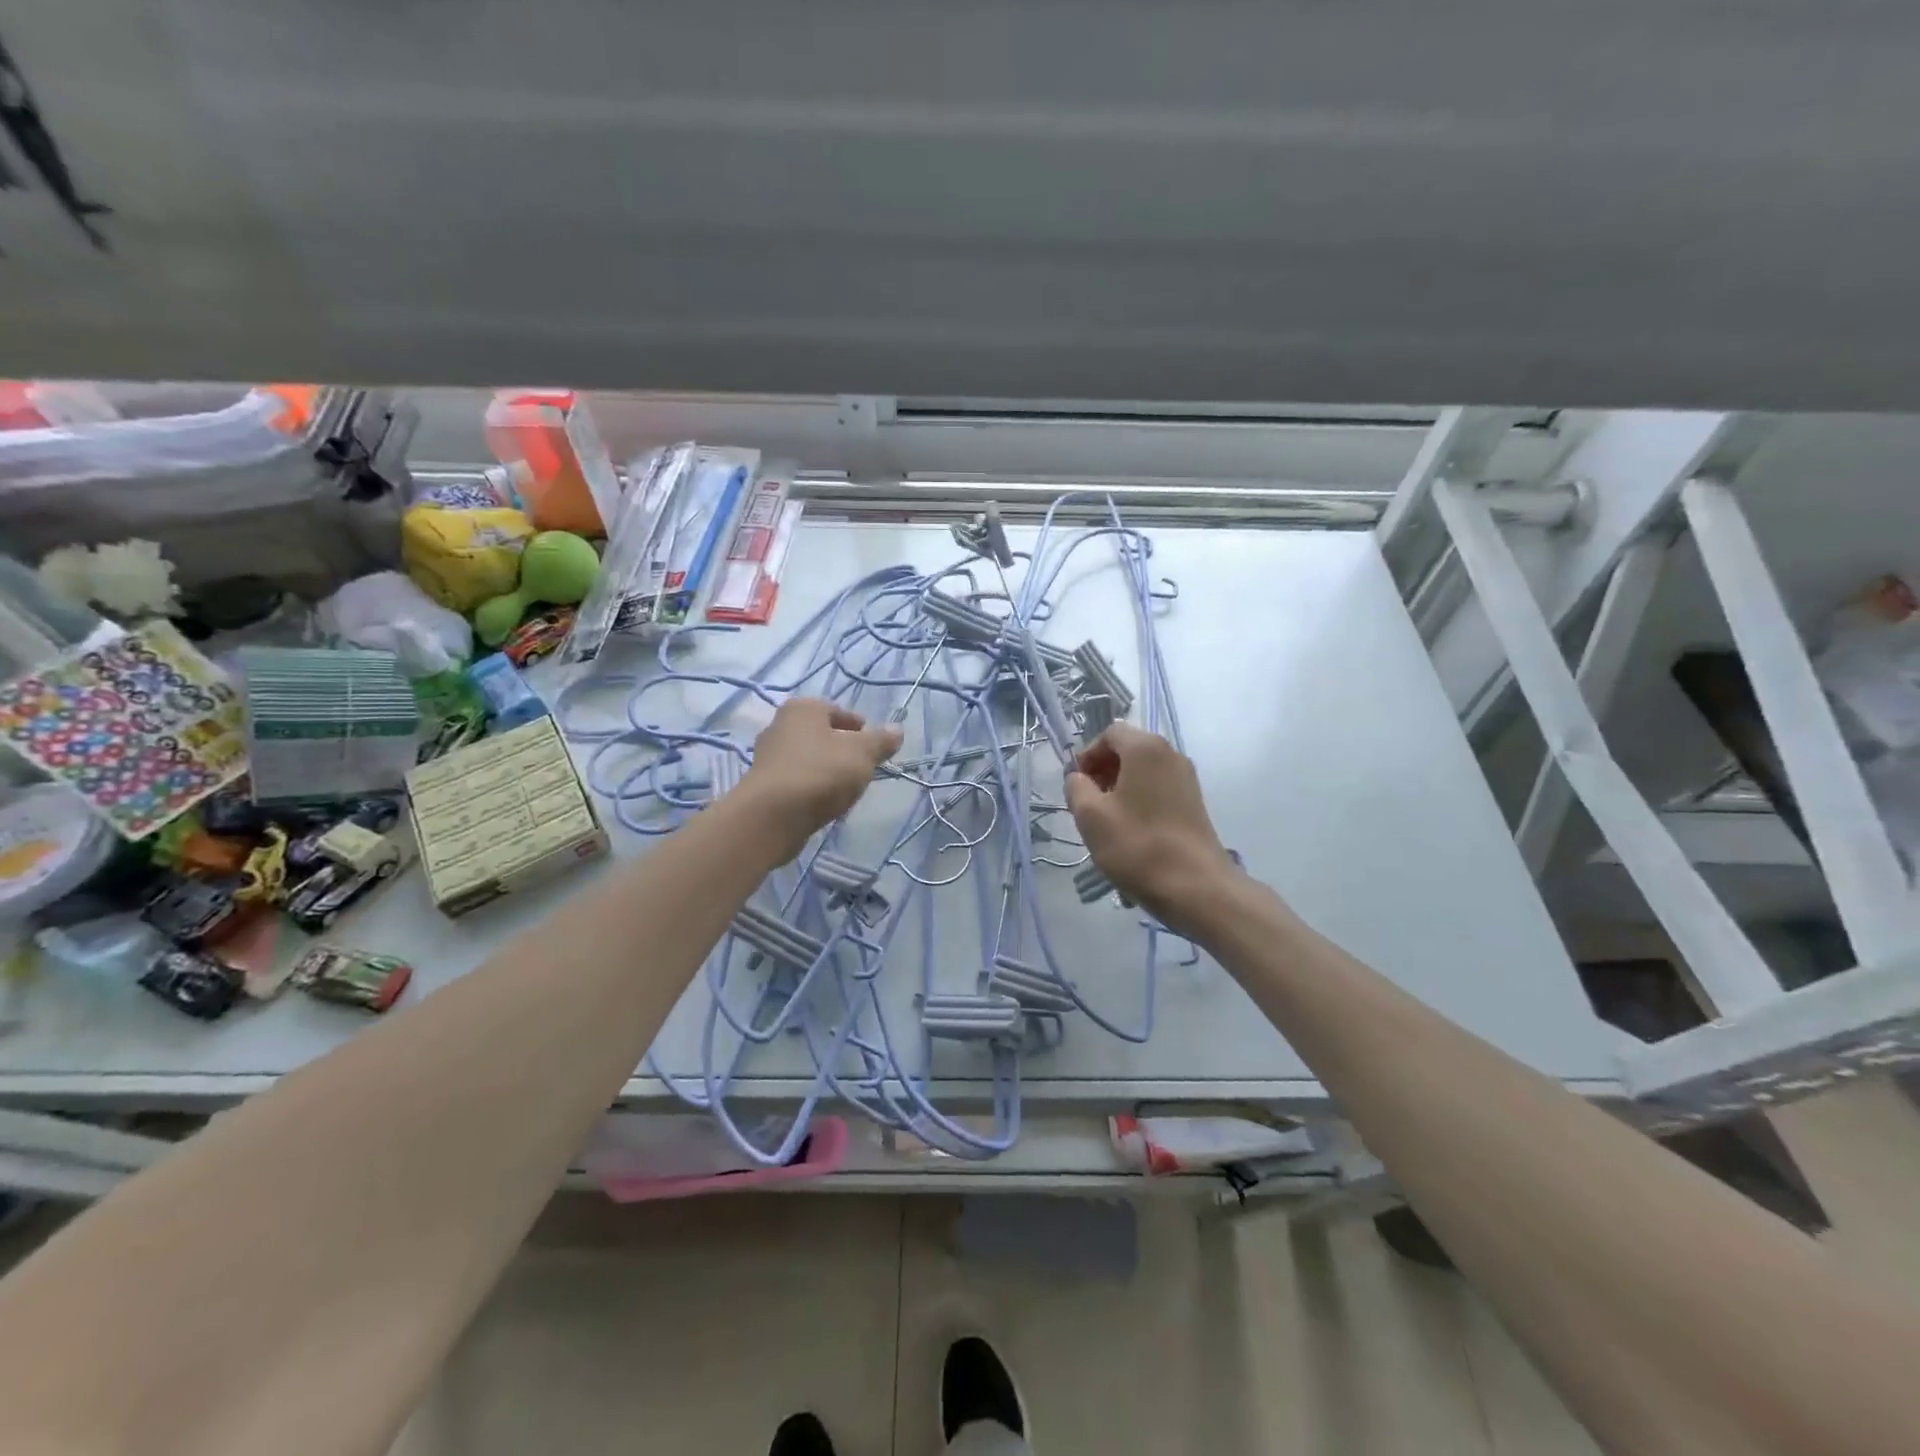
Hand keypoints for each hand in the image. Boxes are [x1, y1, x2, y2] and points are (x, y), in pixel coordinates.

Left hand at [737, 697, 902, 861]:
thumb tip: (897, 730)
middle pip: (818, 734)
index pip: (835, 710)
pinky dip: (810, 786)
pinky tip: (822, 801)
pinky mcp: (762, 786)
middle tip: (860, 763)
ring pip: (806, 758)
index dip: (856, 724)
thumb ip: (881, 741)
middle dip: (839, 746)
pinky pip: (795, 780)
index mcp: (802, 709)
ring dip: (824, 768)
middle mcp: (779, 726)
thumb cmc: (821, 772)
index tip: (871, 742)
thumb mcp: (862, 753)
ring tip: (844, 786)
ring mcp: (767, 757)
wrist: (772, 815)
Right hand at [1064, 723, 1238, 932]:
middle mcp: (1170, 754)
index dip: (1087, 754)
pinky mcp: (1194, 803)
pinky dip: (1139, 799)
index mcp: (1145, 748)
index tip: (1076, 784)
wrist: (1196, 887)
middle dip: (1103, 770)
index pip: (1109, 734)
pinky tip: (1130, 830)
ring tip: (1106, 819)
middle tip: (1087, 802)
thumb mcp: (1090, 816)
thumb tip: (1078, 778)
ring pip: (1143, 771)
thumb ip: (1076, 787)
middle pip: (1128, 749)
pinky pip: (1158, 788)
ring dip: (1120, 787)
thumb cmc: (1137, 846)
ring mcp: (1187, 779)